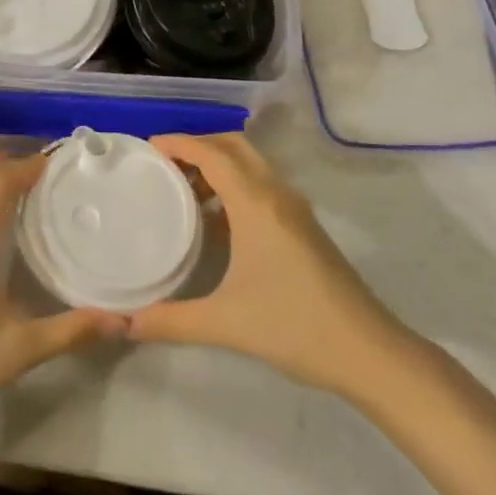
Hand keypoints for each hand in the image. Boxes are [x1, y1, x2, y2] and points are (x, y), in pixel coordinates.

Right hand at [128, 135, 404, 398]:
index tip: (149, 147)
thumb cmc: (294, 326)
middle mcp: (277, 195)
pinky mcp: (305, 226)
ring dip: (219, 164)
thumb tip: (127, 324)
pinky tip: (217, 220)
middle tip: (164, 164)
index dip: (180, 143)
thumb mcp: (226, 323)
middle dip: (199, 146)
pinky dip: (235, 185)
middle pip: (235, 147)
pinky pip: (263, 186)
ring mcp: (295, 209)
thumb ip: (171, 321)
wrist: (368, 351)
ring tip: (184, 188)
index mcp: (256, 204)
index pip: (213, 154)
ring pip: (252, 165)